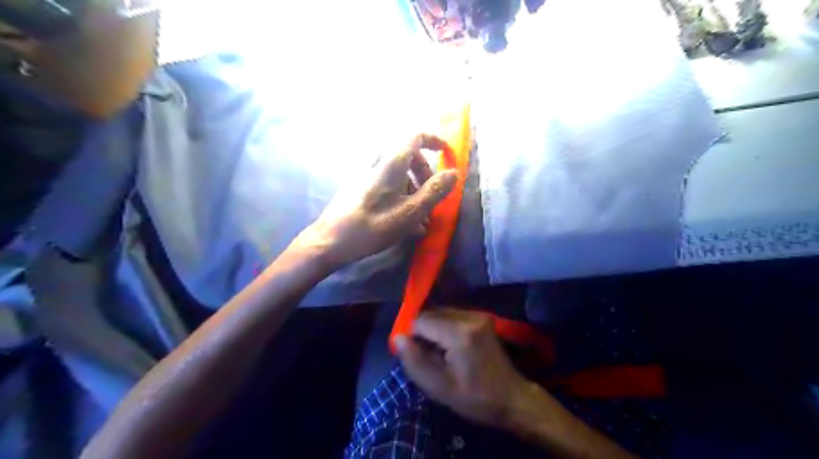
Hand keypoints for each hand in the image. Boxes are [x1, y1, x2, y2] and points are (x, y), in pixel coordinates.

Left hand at [297, 132, 459, 268]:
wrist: (331, 240)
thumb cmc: (374, 225)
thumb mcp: (411, 211)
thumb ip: (435, 191)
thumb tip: (453, 173)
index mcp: (392, 162)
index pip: (416, 137)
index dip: (434, 142)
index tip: (447, 156)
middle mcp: (379, 163)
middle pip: (410, 158)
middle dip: (427, 176)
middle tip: (434, 199)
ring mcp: (368, 175)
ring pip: (400, 175)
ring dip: (416, 192)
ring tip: (423, 221)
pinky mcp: (361, 188)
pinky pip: (389, 186)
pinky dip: (402, 198)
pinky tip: (407, 225)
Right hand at [394, 308, 533, 429]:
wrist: (512, 398)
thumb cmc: (475, 398)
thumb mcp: (439, 388)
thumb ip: (414, 361)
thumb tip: (397, 338)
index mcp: (459, 333)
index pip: (421, 320)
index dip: (412, 336)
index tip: (415, 356)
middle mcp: (469, 317)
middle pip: (431, 313)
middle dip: (423, 332)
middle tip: (426, 356)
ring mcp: (478, 315)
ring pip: (441, 312)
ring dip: (433, 329)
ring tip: (438, 353)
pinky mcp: (482, 317)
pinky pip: (453, 315)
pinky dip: (444, 327)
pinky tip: (450, 346)